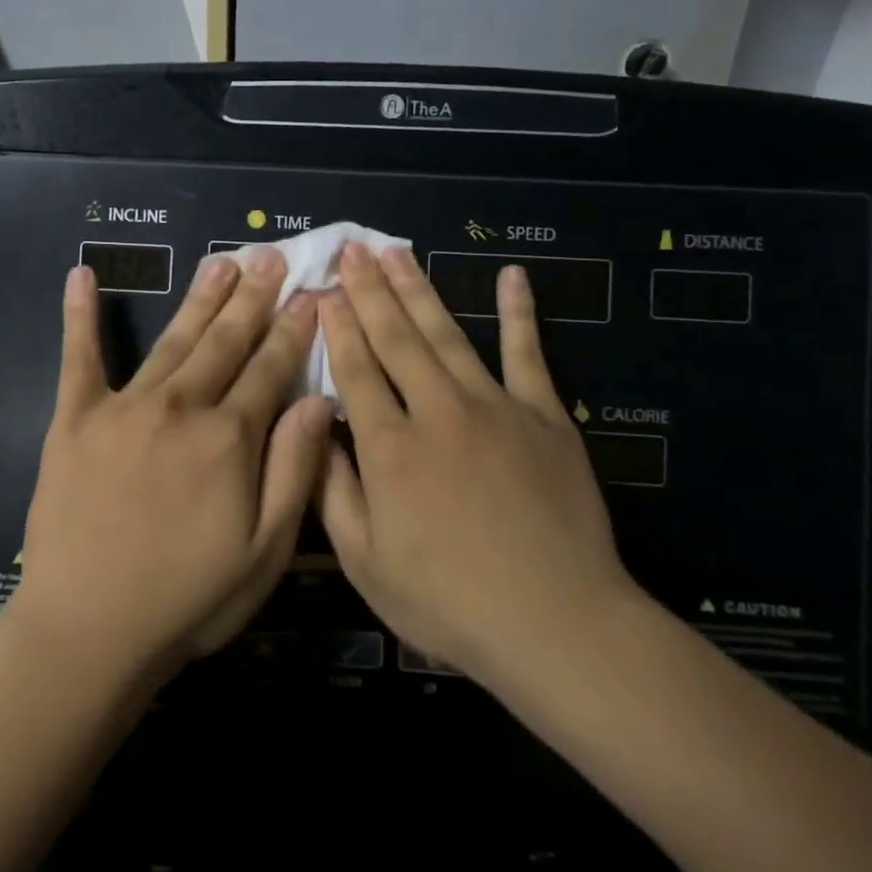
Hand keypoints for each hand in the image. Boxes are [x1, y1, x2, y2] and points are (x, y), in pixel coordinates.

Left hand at [9, 248, 334, 681]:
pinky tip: (82, 276)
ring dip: (200, 298)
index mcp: (229, 439)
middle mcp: (180, 408)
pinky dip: (79, 316)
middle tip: (270, 255)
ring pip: (173, 340)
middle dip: (254, 297)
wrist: (88, 631)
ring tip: (221, 262)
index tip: (311, 293)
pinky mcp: (74, 420)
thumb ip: (294, 469)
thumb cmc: (187, 600)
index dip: (293, 330)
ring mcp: (124, 408)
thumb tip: (319, 400)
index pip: (270, 369)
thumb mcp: (265, 551)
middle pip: (225, 342)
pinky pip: (79, 358)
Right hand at [316, 242, 646, 687]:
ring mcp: (495, 407)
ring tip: (397, 251)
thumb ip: (334, 492)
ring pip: (447, 334)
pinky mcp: (545, 415)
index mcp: (389, 448)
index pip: (355, 370)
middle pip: (396, 338)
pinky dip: (519, 313)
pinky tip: (512, 276)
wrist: (555, 622)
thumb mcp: (366, 563)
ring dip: (419, 289)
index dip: (337, 327)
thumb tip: (316, 431)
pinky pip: (529, 353)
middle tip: (353, 249)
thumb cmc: (449, 602)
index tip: (324, 290)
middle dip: (369, 290)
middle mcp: (436, 411)